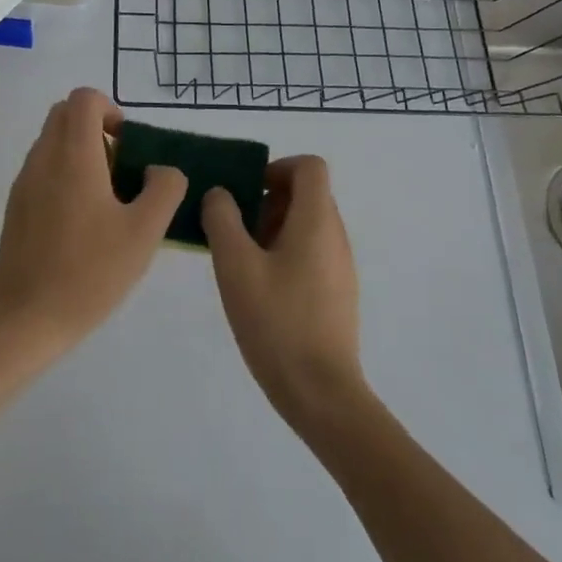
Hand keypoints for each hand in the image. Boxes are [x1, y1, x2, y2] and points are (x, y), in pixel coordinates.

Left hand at [0, 88, 186, 352]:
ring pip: (52, 141)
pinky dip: (64, 174)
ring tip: (105, 200)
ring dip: (80, 152)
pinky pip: (42, 168)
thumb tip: (159, 170)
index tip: (128, 145)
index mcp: (73, 155)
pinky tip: (82, 221)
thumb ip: (164, 189)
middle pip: (64, 114)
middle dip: (95, 128)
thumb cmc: (91, 271)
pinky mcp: (16, 205)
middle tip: (120, 168)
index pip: (83, 98)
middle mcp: (43, 158)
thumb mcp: (144, 232)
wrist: (28, 317)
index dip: (110, 110)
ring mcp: (24, 181)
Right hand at [203, 156, 365, 430]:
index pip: (310, 167)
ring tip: (243, 262)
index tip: (247, 191)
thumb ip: (222, 219)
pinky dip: (286, 254)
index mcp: (317, 221)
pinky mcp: (338, 294)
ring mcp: (341, 267)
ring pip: (308, 225)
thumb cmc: (277, 322)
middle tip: (236, 230)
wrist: (321, 394)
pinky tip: (261, 290)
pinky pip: (312, 253)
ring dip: (274, 228)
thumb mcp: (235, 265)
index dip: (277, 167)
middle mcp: (336, 236)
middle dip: (269, 200)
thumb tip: (220, 195)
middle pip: (307, 194)